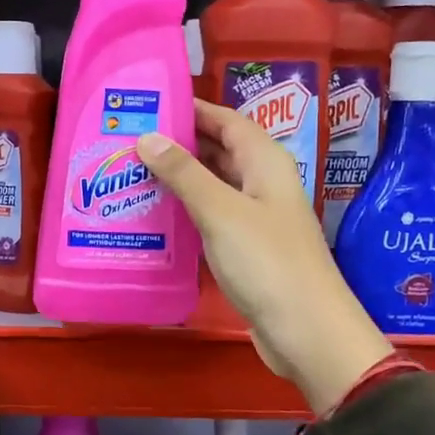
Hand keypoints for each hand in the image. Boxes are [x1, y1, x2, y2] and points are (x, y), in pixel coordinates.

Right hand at [137, 100, 390, 415]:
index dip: (191, 109)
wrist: (305, 330)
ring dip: (179, 179)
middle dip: (178, 143)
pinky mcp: (247, 249)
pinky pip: (212, 218)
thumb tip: (147, 137)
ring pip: (213, 186)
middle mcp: (262, 183)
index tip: (148, 104)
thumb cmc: (266, 262)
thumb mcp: (220, 211)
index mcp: (264, 162)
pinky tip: (155, 217)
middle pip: (218, 151)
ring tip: (131, 174)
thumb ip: (183, 173)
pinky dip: (186, 213)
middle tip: (129, 141)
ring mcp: (256, 218)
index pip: (226, 120)